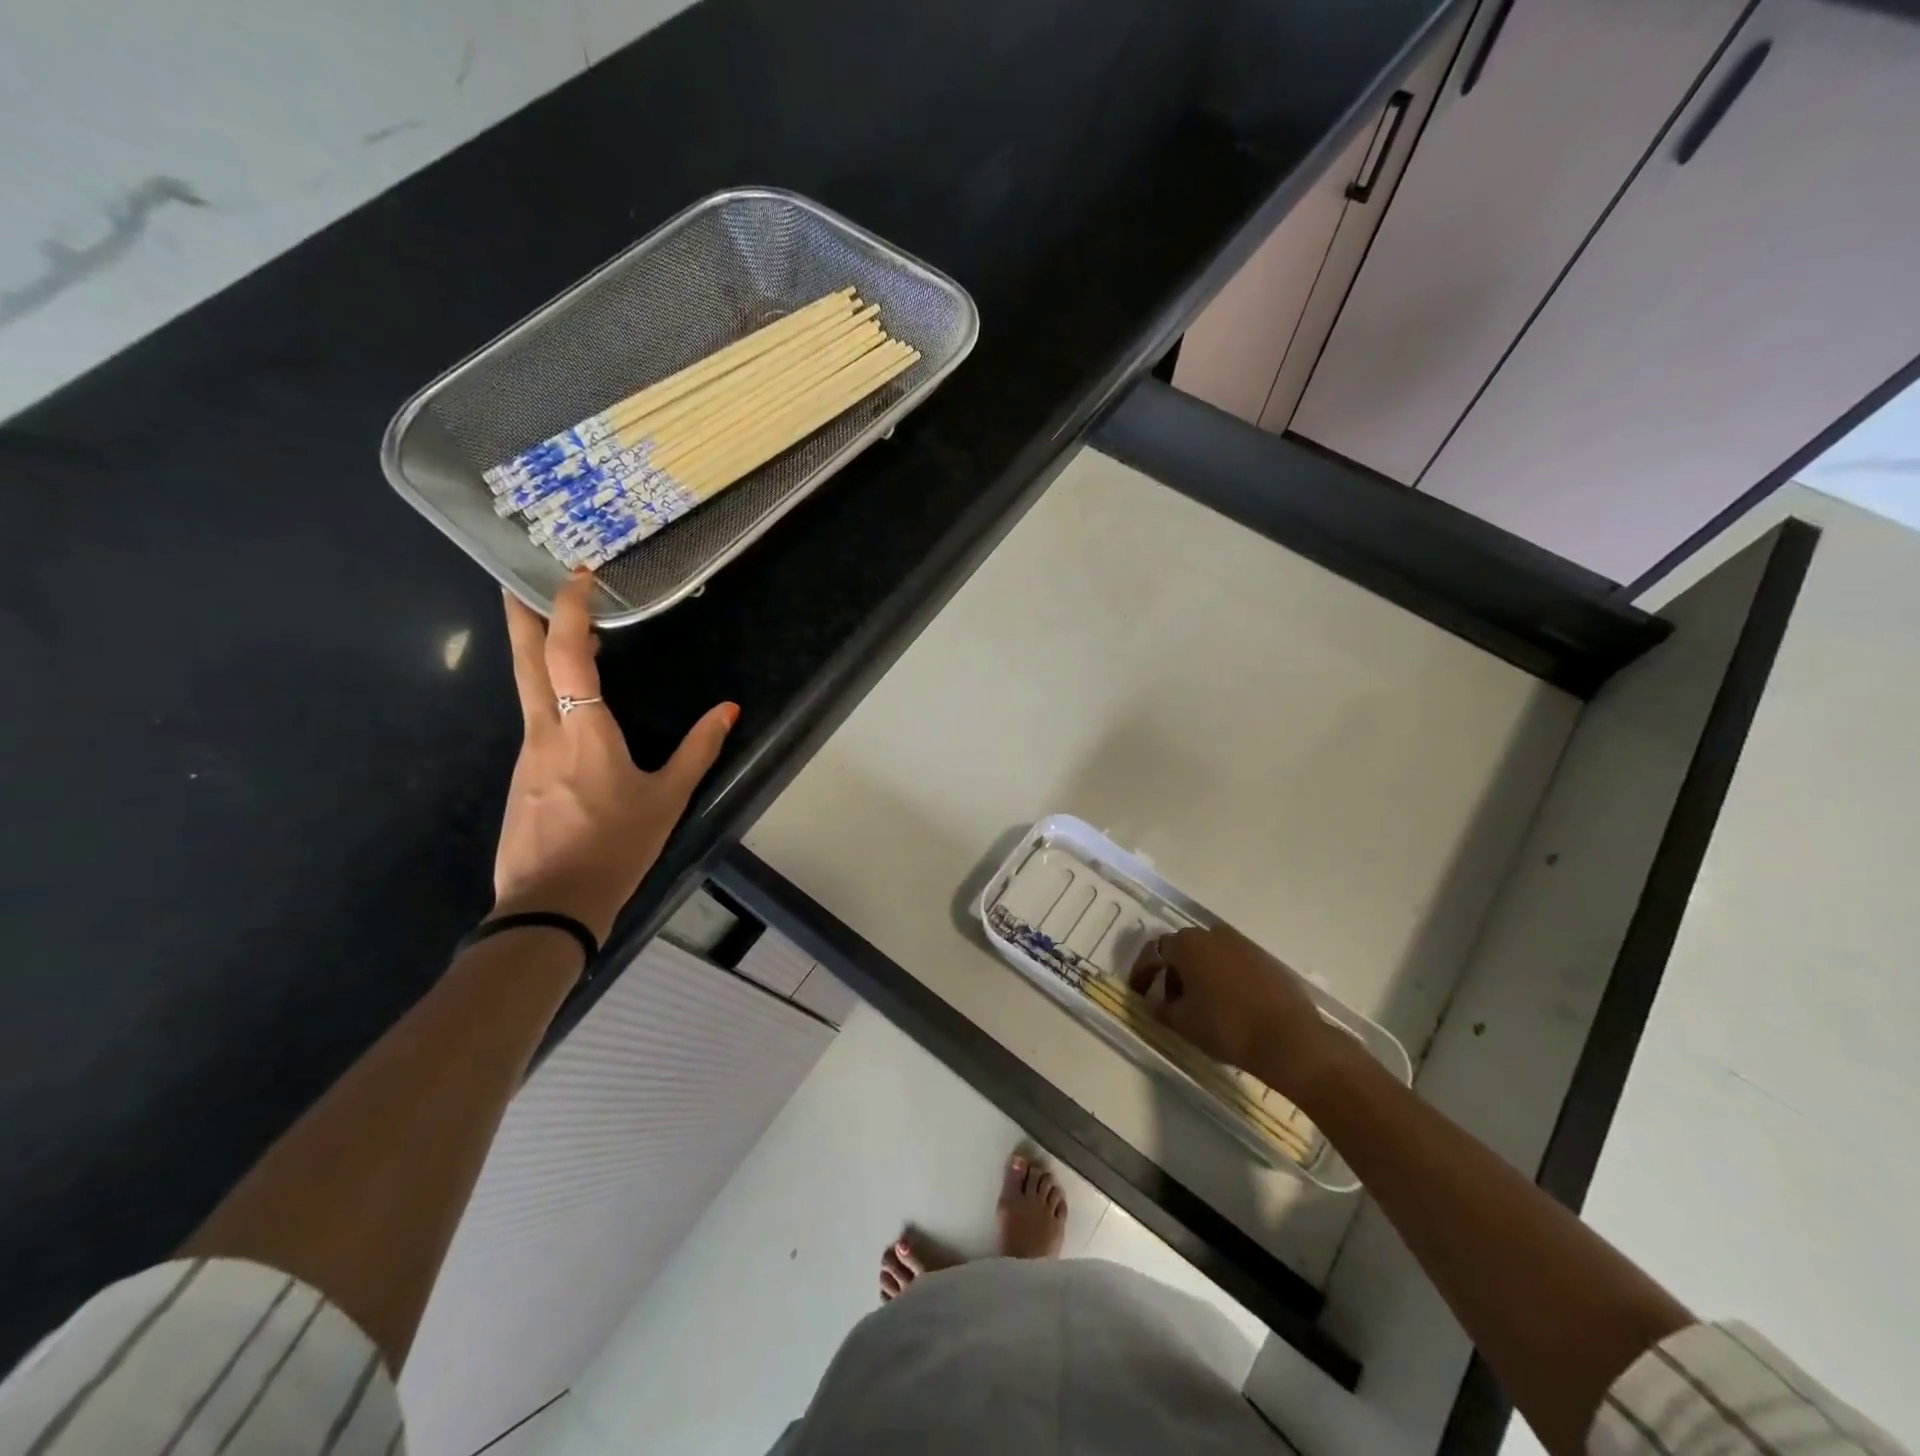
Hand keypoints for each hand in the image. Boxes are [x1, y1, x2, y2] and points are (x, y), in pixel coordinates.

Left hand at [493, 572, 737, 942]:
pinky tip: (569, 709)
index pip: (569, 654)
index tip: (578, 576)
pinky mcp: (520, 777)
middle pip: (525, 660)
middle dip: (522, 615)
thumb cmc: (616, 846)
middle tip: (519, 579)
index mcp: (583, 730)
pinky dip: (547, 695)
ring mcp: (525, 754)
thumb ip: (699, 749)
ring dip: (540, 655)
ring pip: (527, 690)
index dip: (570, 609)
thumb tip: (730, 709)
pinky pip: (534, 720)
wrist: (550, 905)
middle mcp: (544, 731)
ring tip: (567, 639)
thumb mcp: (667, 799)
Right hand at [1128, 926, 1345, 1097]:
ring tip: (1198, 1006)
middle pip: (1183, 949)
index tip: (1138, 993)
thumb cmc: (1226, 1027)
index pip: (1154, 951)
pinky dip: (1222, 978)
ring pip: (1209, 955)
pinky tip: (1227, 1005)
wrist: (1290, 1039)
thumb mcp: (1182, 1023)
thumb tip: (1155, 1002)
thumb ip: (1161, 1008)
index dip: (1142, 973)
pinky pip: (1232, 964)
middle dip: (1171, 973)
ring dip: (1198, 975)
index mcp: (1188, 944)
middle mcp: (1213, 935)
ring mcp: (1243, 944)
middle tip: (1168, 1001)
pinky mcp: (1265, 959)